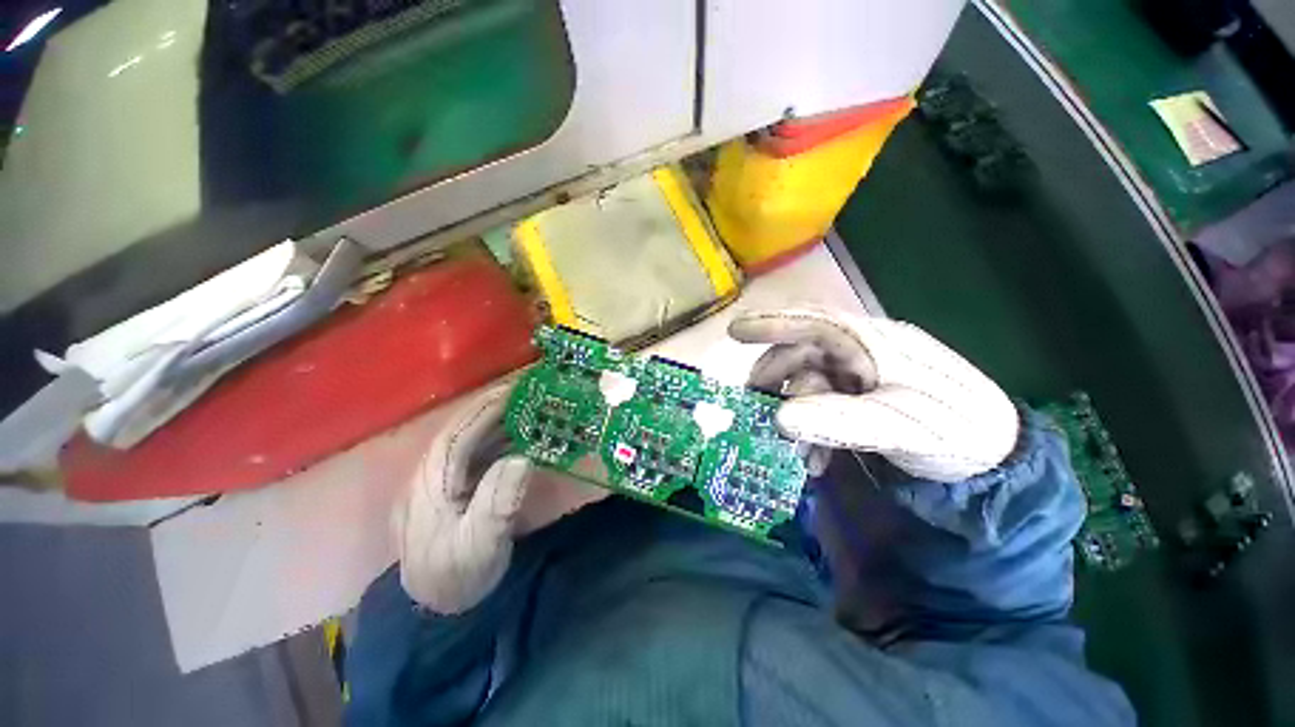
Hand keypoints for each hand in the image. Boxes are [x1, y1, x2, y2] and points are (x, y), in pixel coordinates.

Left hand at [393, 386, 605, 613]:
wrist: (436, 612)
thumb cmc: (455, 577)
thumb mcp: (478, 545)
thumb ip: (497, 502)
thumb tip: (522, 458)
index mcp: (430, 482)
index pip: (458, 433)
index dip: (485, 409)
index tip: (515, 390)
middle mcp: (432, 474)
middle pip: (463, 432)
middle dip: (494, 410)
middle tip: (529, 394)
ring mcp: (442, 483)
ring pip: (471, 443)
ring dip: (499, 425)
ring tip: (529, 411)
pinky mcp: (454, 492)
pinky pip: (478, 458)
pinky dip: (499, 444)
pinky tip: (519, 441)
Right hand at [729, 308, 1019, 482]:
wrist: (998, 459)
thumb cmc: (956, 430)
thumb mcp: (899, 426)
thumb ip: (839, 420)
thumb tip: (779, 418)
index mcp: (872, 343)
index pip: (813, 323)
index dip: (772, 324)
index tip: (734, 332)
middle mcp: (860, 352)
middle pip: (801, 355)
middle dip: (775, 383)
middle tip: (757, 412)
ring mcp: (859, 375)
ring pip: (806, 384)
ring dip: (793, 415)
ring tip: (794, 452)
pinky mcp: (859, 398)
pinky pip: (821, 405)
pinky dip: (809, 428)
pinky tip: (813, 457)